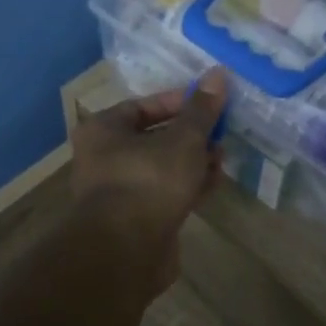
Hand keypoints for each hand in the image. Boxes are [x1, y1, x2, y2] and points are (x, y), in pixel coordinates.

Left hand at [70, 70, 228, 292]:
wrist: (126, 251)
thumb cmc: (148, 181)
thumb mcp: (183, 139)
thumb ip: (202, 110)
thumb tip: (219, 73)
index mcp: (104, 130)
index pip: (143, 105)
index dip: (179, 102)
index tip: (211, 103)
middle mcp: (104, 157)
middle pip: (154, 137)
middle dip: (191, 135)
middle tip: (221, 133)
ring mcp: (119, 191)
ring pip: (162, 167)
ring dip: (192, 162)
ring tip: (222, 158)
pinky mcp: (135, 219)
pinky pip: (164, 194)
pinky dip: (187, 186)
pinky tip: (213, 184)